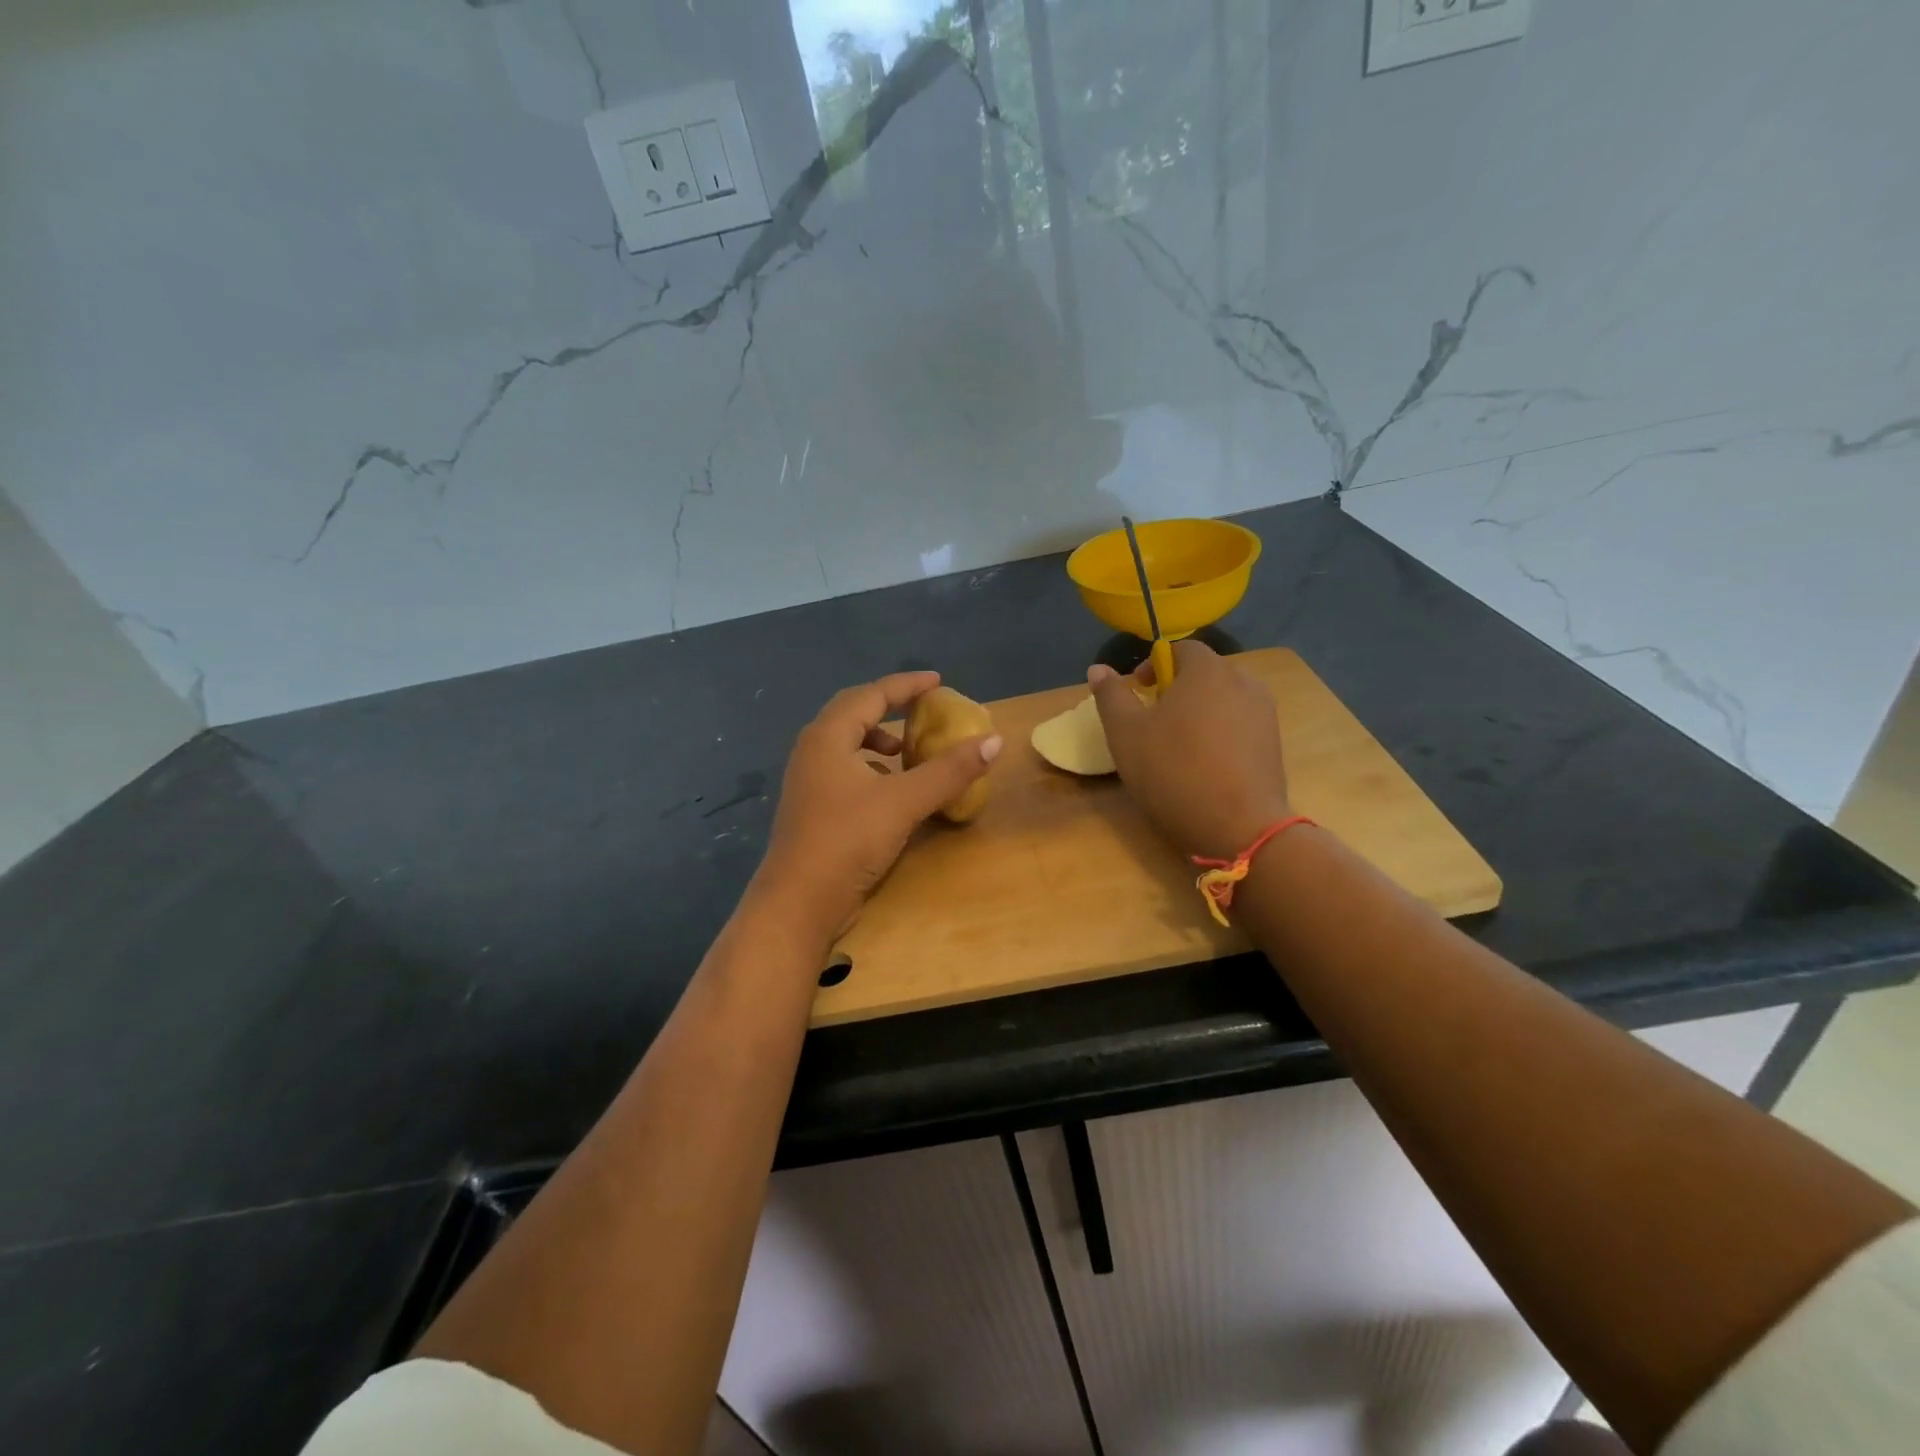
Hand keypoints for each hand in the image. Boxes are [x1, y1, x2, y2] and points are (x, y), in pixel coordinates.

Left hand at [753, 671, 1002, 942]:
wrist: (799, 902)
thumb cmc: (848, 840)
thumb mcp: (904, 801)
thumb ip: (949, 770)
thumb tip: (994, 740)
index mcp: (828, 737)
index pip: (870, 695)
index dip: (906, 685)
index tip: (937, 682)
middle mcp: (812, 751)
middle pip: (852, 713)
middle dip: (888, 707)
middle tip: (922, 709)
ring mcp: (808, 782)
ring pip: (845, 744)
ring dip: (877, 740)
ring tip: (906, 751)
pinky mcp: (812, 809)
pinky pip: (844, 771)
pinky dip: (870, 768)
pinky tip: (888, 789)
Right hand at [1089, 641, 1289, 860]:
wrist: (1239, 827)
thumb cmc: (1174, 771)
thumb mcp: (1126, 734)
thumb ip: (1111, 695)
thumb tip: (1098, 669)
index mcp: (1207, 670)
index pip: (1180, 648)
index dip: (1154, 665)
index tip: (1139, 692)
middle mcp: (1243, 681)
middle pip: (1205, 673)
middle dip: (1178, 689)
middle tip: (1154, 721)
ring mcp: (1264, 713)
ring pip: (1224, 699)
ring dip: (1200, 712)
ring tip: (1180, 745)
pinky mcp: (1274, 743)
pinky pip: (1240, 724)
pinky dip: (1220, 733)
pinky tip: (1206, 764)